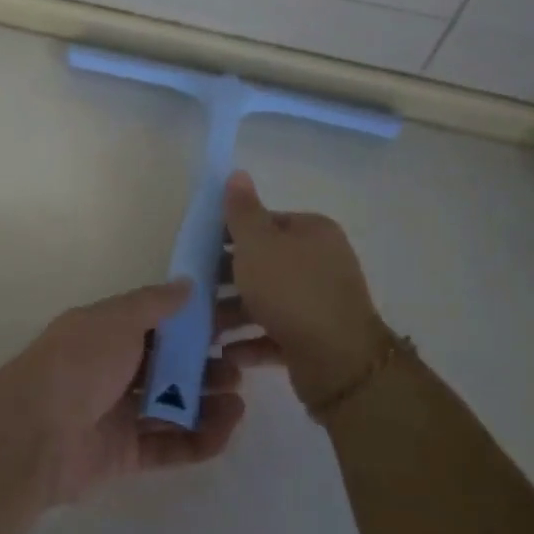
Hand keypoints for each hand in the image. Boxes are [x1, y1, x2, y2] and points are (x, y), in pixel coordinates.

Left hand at [0, 280, 245, 505]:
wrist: (34, 432)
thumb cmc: (78, 364)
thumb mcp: (115, 320)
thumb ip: (154, 304)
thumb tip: (187, 283)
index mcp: (107, 333)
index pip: (159, 325)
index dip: (194, 325)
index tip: (233, 324)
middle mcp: (113, 370)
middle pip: (168, 368)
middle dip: (205, 367)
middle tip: (239, 368)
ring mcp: (118, 413)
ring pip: (172, 407)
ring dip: (208, 404)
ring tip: (238, 401)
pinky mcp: (124, 453)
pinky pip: (168, 445)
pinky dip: (198, 440)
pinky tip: (226, 431)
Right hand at [218, 170, 390, 411]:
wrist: (338, 360)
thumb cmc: (290, 290)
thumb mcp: (257, 243)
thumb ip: (242, 211)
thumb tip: (237, 173)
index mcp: (312, 232)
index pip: (266, 223)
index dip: (231, 234)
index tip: (200, 250)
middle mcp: (322, 263)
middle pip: (264, 264)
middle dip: (228, 279)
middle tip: (195, 291)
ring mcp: (320, 303)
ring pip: (267, 301)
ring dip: (234, 314)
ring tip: (204, 328)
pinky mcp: (316, 339)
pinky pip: (276, 335)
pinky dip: (251, 342)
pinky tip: (227, 352)